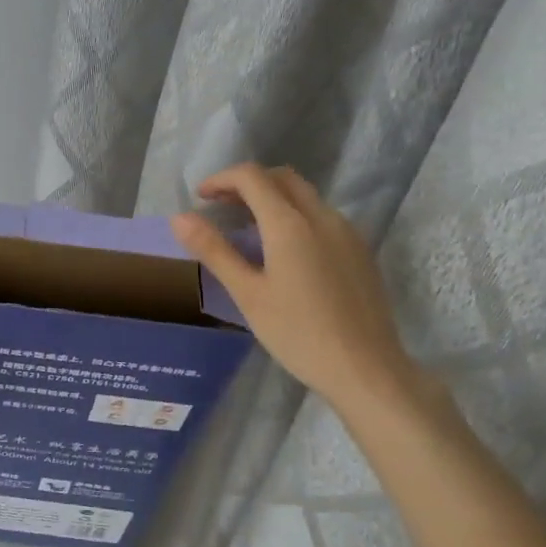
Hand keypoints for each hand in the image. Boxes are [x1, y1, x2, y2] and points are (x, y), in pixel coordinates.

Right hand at [170, 163, 424, 417]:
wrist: (366, 369)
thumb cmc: (298, 334)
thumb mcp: (247, 294)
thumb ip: (214, 251)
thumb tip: (180, 217)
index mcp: (290, 224)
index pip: (252, 177)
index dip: (222, 179)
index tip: (200, 198)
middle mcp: (322, 217)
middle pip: (282, 178)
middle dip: (248, 183)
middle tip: (220, 207)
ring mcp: (347, 233)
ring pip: (305, 196)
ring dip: (272, 199)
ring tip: (246, 230)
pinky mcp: (359, 251)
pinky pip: (322, 217)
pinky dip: (294, 216)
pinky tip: (283, 252)